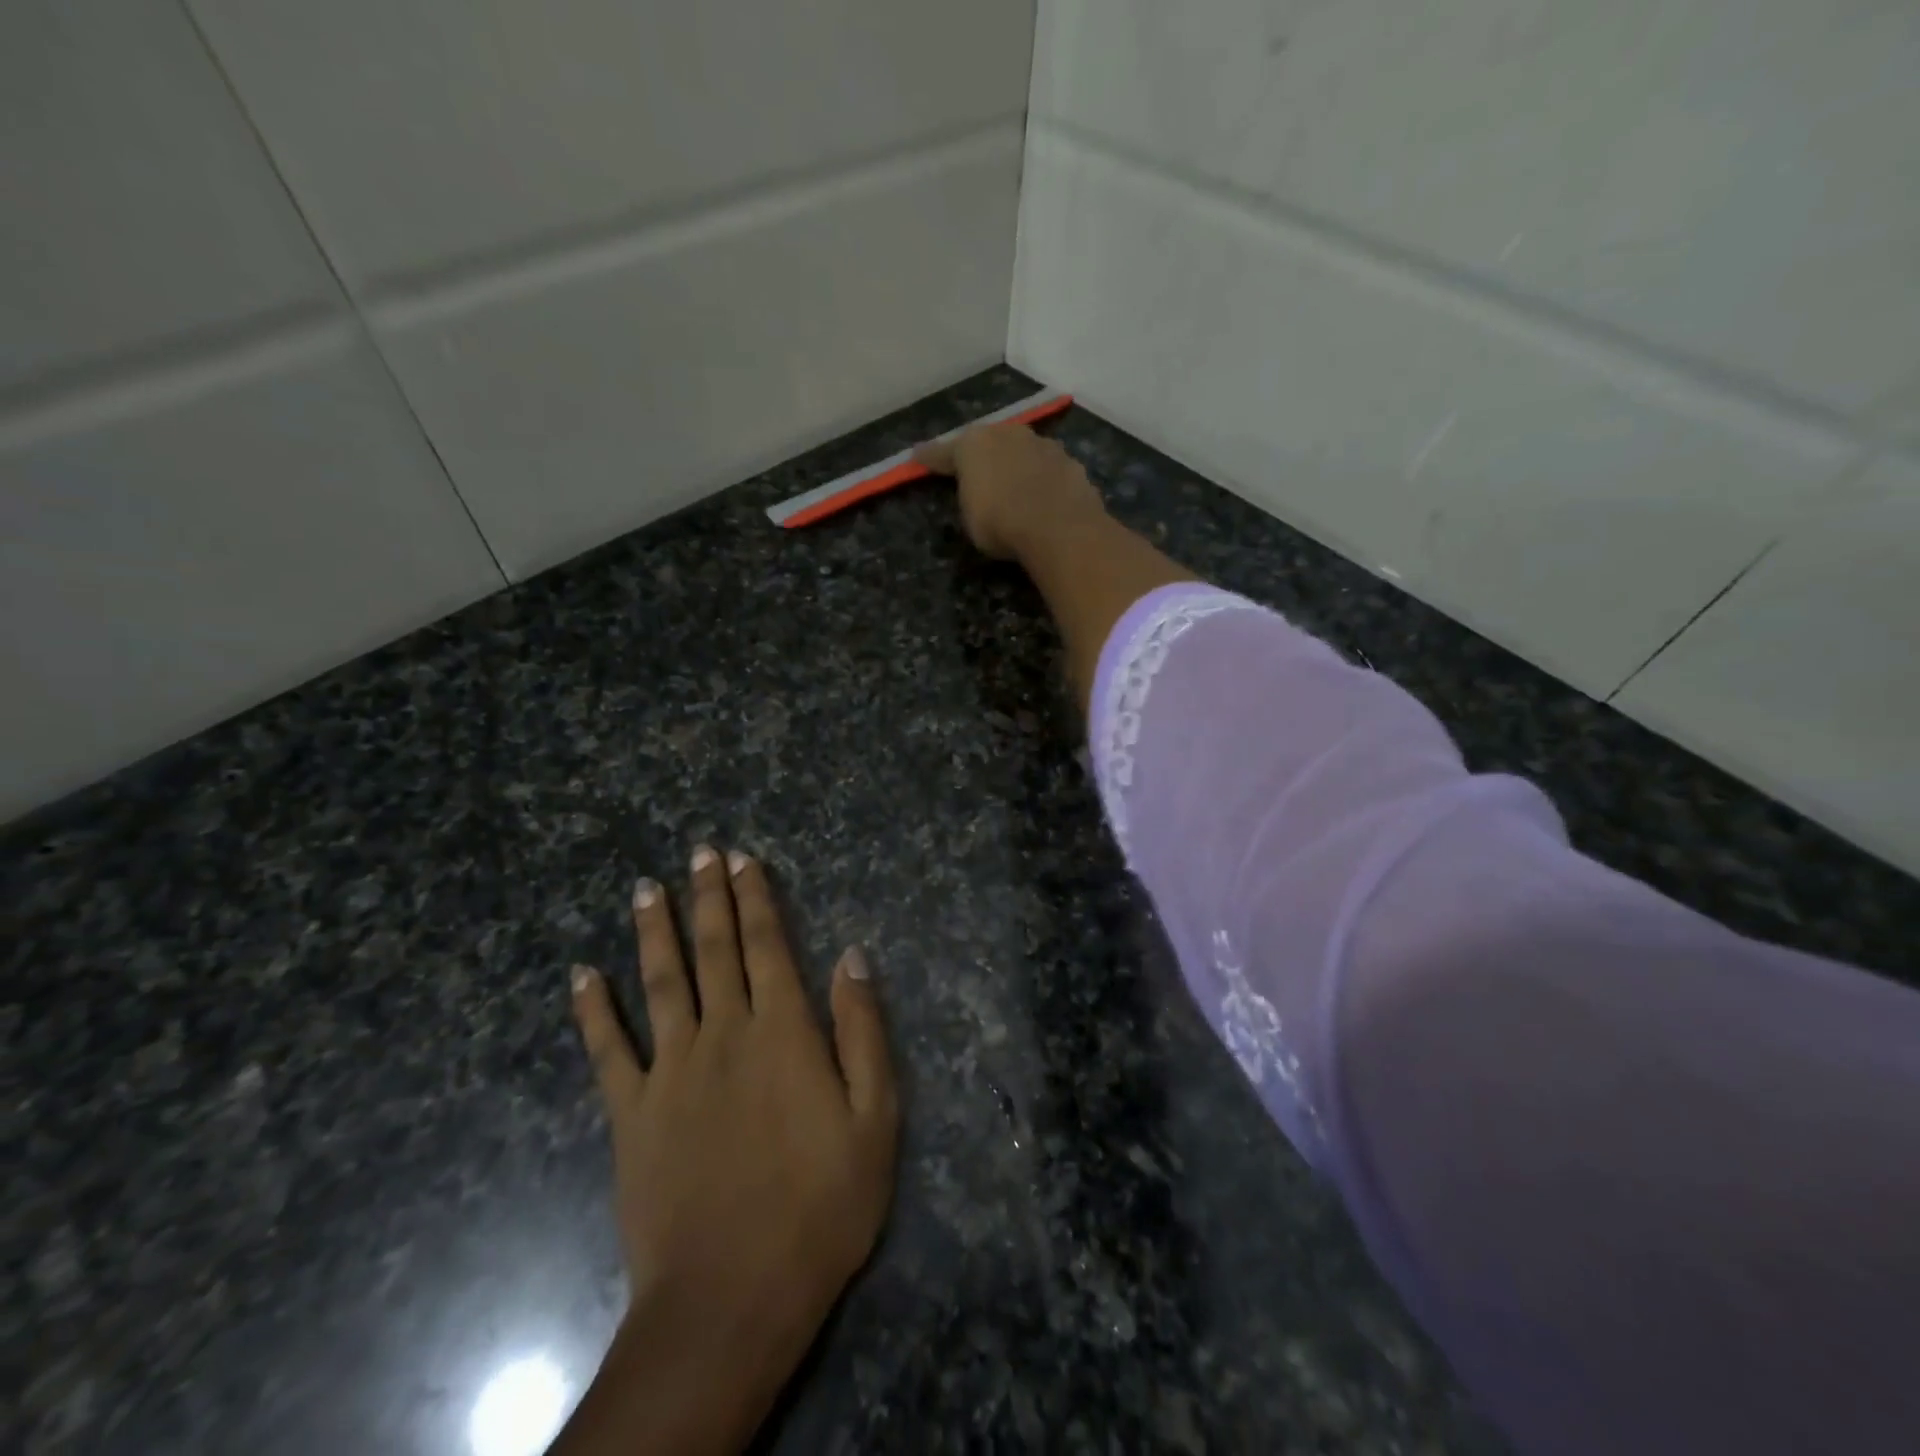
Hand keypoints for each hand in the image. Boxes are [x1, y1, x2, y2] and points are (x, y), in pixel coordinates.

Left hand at [556, 847, 898, 1455]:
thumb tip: (852, 954)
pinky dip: (593, 1010)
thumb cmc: (820, 1206)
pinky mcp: (631, 1113)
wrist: (731, 1297)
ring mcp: (670, 1070)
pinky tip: (581, 975)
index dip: (755, 897)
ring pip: (660, 982)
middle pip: (714, 949)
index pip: (767, 945)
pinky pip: (608, 1050)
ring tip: (645, 888)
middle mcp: (724, 1033)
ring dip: (653, 930)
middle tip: (699, 851)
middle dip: (708, 896)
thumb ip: (863, 1030)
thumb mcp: (875, 1118)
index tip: (742, 859)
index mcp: (782, 1031)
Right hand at [915, 421, 1105, 560]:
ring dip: (1018, 465)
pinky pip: (1049, 471)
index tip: (918, 456)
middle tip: (978, 471)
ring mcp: (1045, 446)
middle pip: (990, 443)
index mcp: (975, 444)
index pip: (946, 452)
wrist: (1059, 527)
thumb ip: (969, 496)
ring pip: (1024, 452)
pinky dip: (1044, 481)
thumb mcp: (970, 516)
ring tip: (1017, 486)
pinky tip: (1045, 498)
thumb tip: (975, 490)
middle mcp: (1009, 434)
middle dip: (983, 455)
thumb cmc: (1000, 523)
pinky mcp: (1072, 464)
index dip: (931, 458)